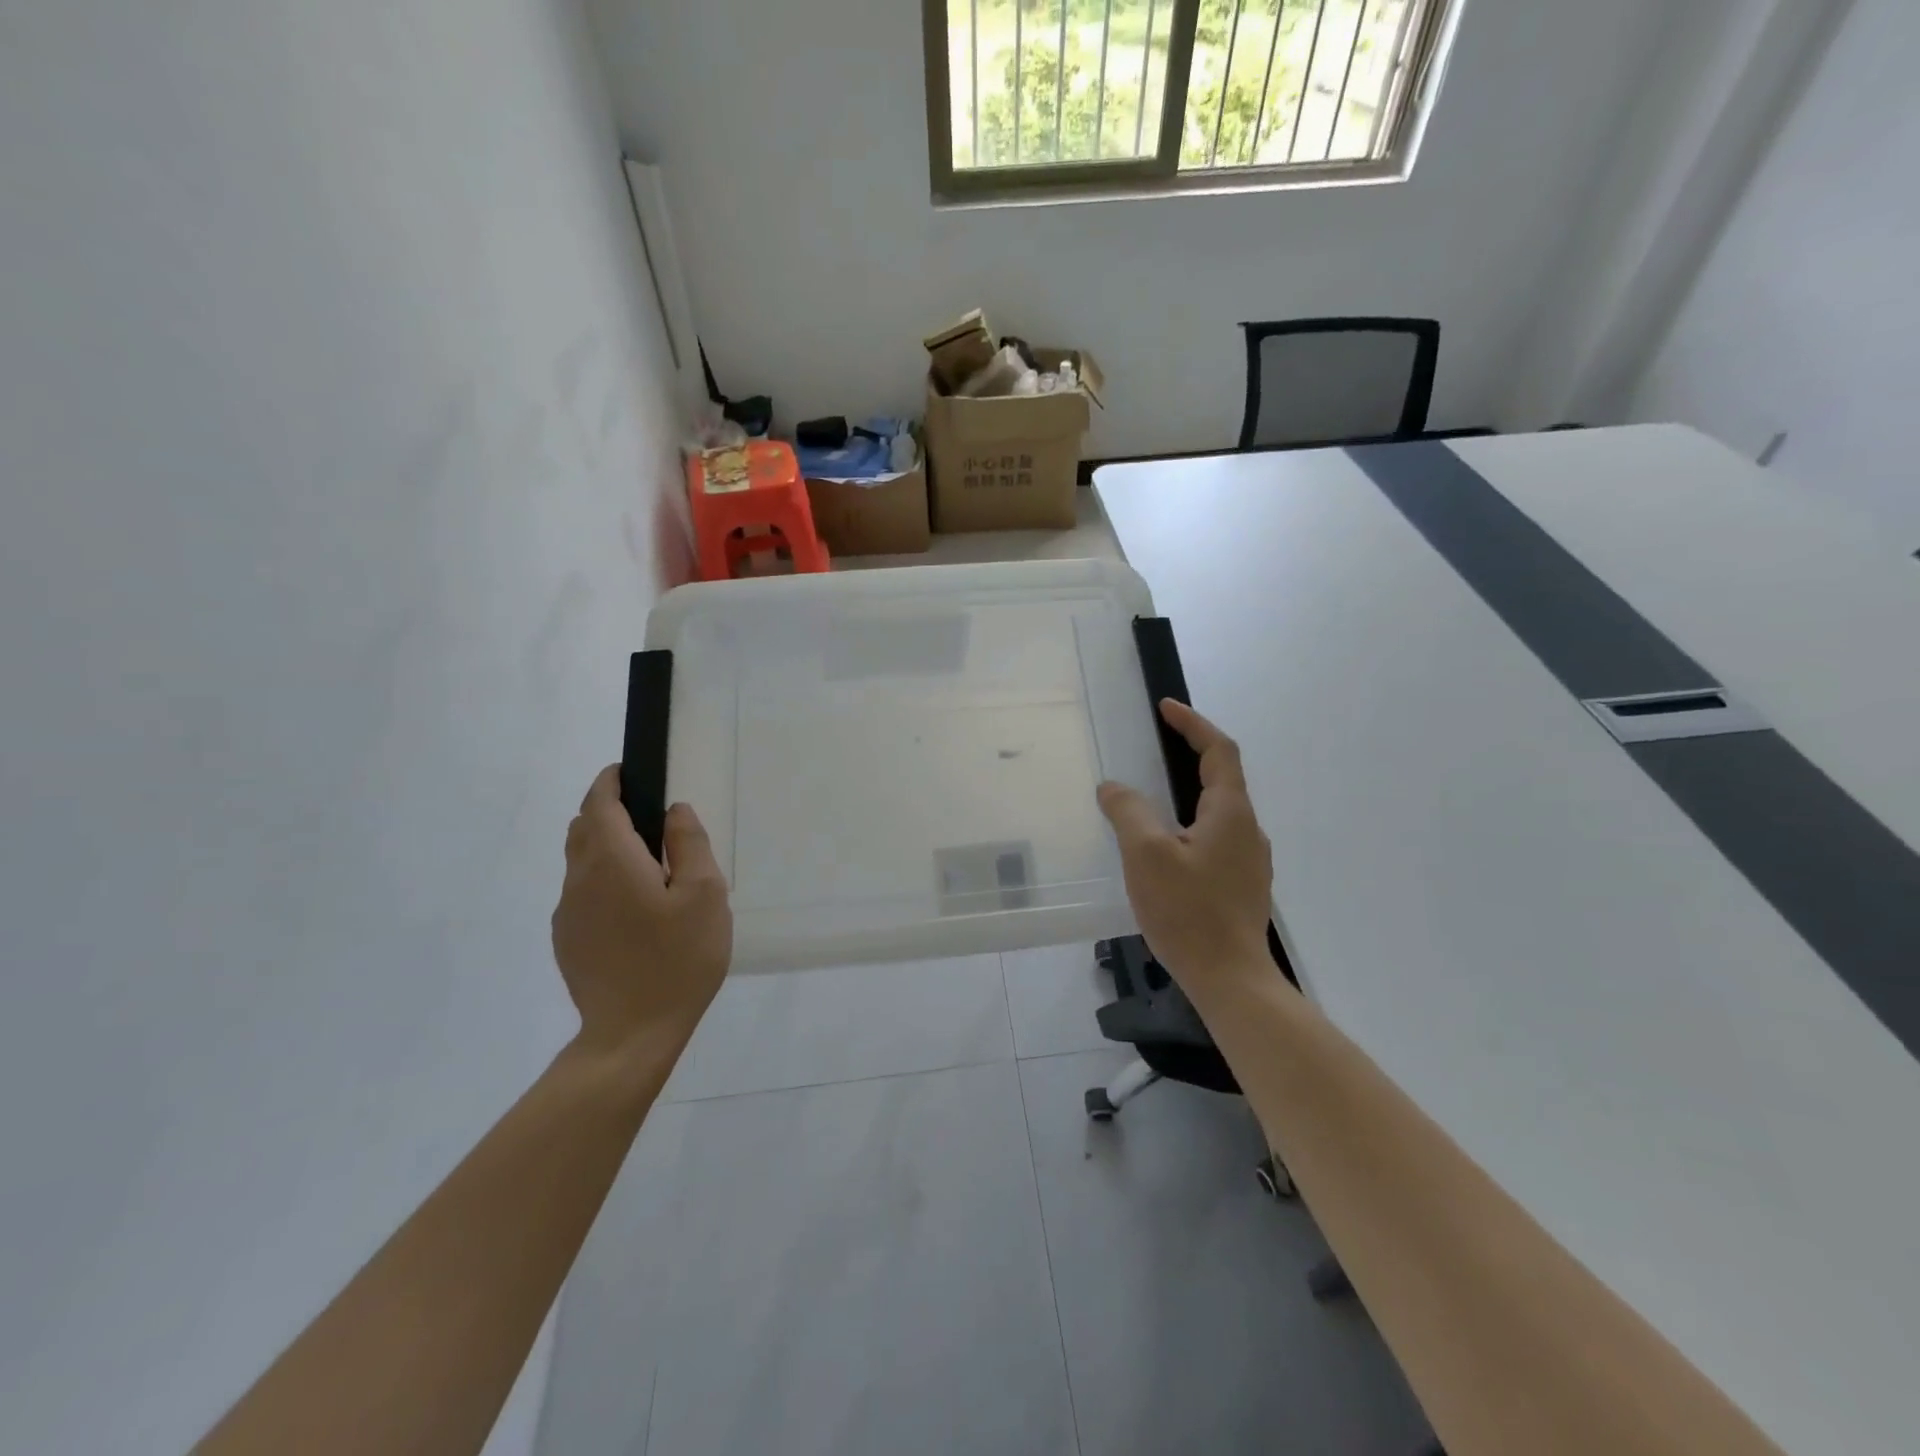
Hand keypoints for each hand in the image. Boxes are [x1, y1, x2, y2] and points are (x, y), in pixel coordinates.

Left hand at [551, 766, 732, 1055]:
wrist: (631, 1034)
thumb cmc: (677, 959)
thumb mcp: (705, 895)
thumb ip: (689, 844)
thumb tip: (674, 812)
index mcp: (612, 861)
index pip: (598, 804)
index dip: (610, 782)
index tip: (628, 772)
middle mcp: (579, 880)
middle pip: (582, 828)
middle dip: (607, 812)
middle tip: (648, 820)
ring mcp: (567, 913)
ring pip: (580, 862)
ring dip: (605, 848)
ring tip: (647, 867)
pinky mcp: (567, 940)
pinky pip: (581, 894)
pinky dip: (602, 881)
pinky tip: (635, 911)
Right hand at [1097, 700, 1273, 986]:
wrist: (1230, 979)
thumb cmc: (1189, 911)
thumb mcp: (1146, 854)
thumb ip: (1129, 812)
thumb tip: (1114, 787)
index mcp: (1230, 813)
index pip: (1218, 751)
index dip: (1193, 724)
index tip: (1166, 708)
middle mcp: (1248, 830)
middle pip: (1222, 779)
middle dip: (1190, 756)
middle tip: (1155, 747)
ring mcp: (1250, 861)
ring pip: (1219, 813)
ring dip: (1190, 794)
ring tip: (1153, 799)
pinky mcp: (1242, 886)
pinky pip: (1216, 840)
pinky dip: (1191, 826)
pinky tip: (1166, 849)